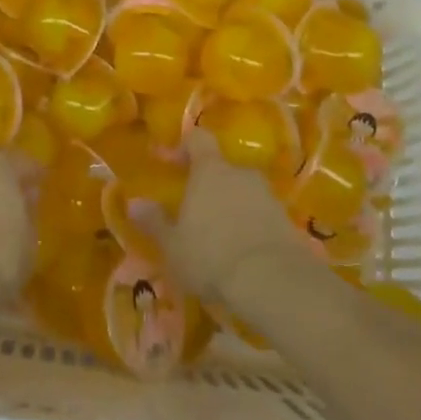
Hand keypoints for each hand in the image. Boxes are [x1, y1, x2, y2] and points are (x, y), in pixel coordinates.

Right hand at [147, 130, 306, 305]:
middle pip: (222, 168)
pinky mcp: (286, 220)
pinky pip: (262, 215)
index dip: (185, 146)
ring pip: (243, 192)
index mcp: (210, 170)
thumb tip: (133, 203)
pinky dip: (251, 226)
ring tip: (220, 237)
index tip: (172, 162)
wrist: (272, 281)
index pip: (198, 139)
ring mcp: (267, 195)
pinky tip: (243, 252)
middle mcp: (240, 173)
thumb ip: (155, 222)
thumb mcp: (173, 245)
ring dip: (231, 207)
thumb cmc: (212, 255)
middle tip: (195, 212)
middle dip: (209, 186)